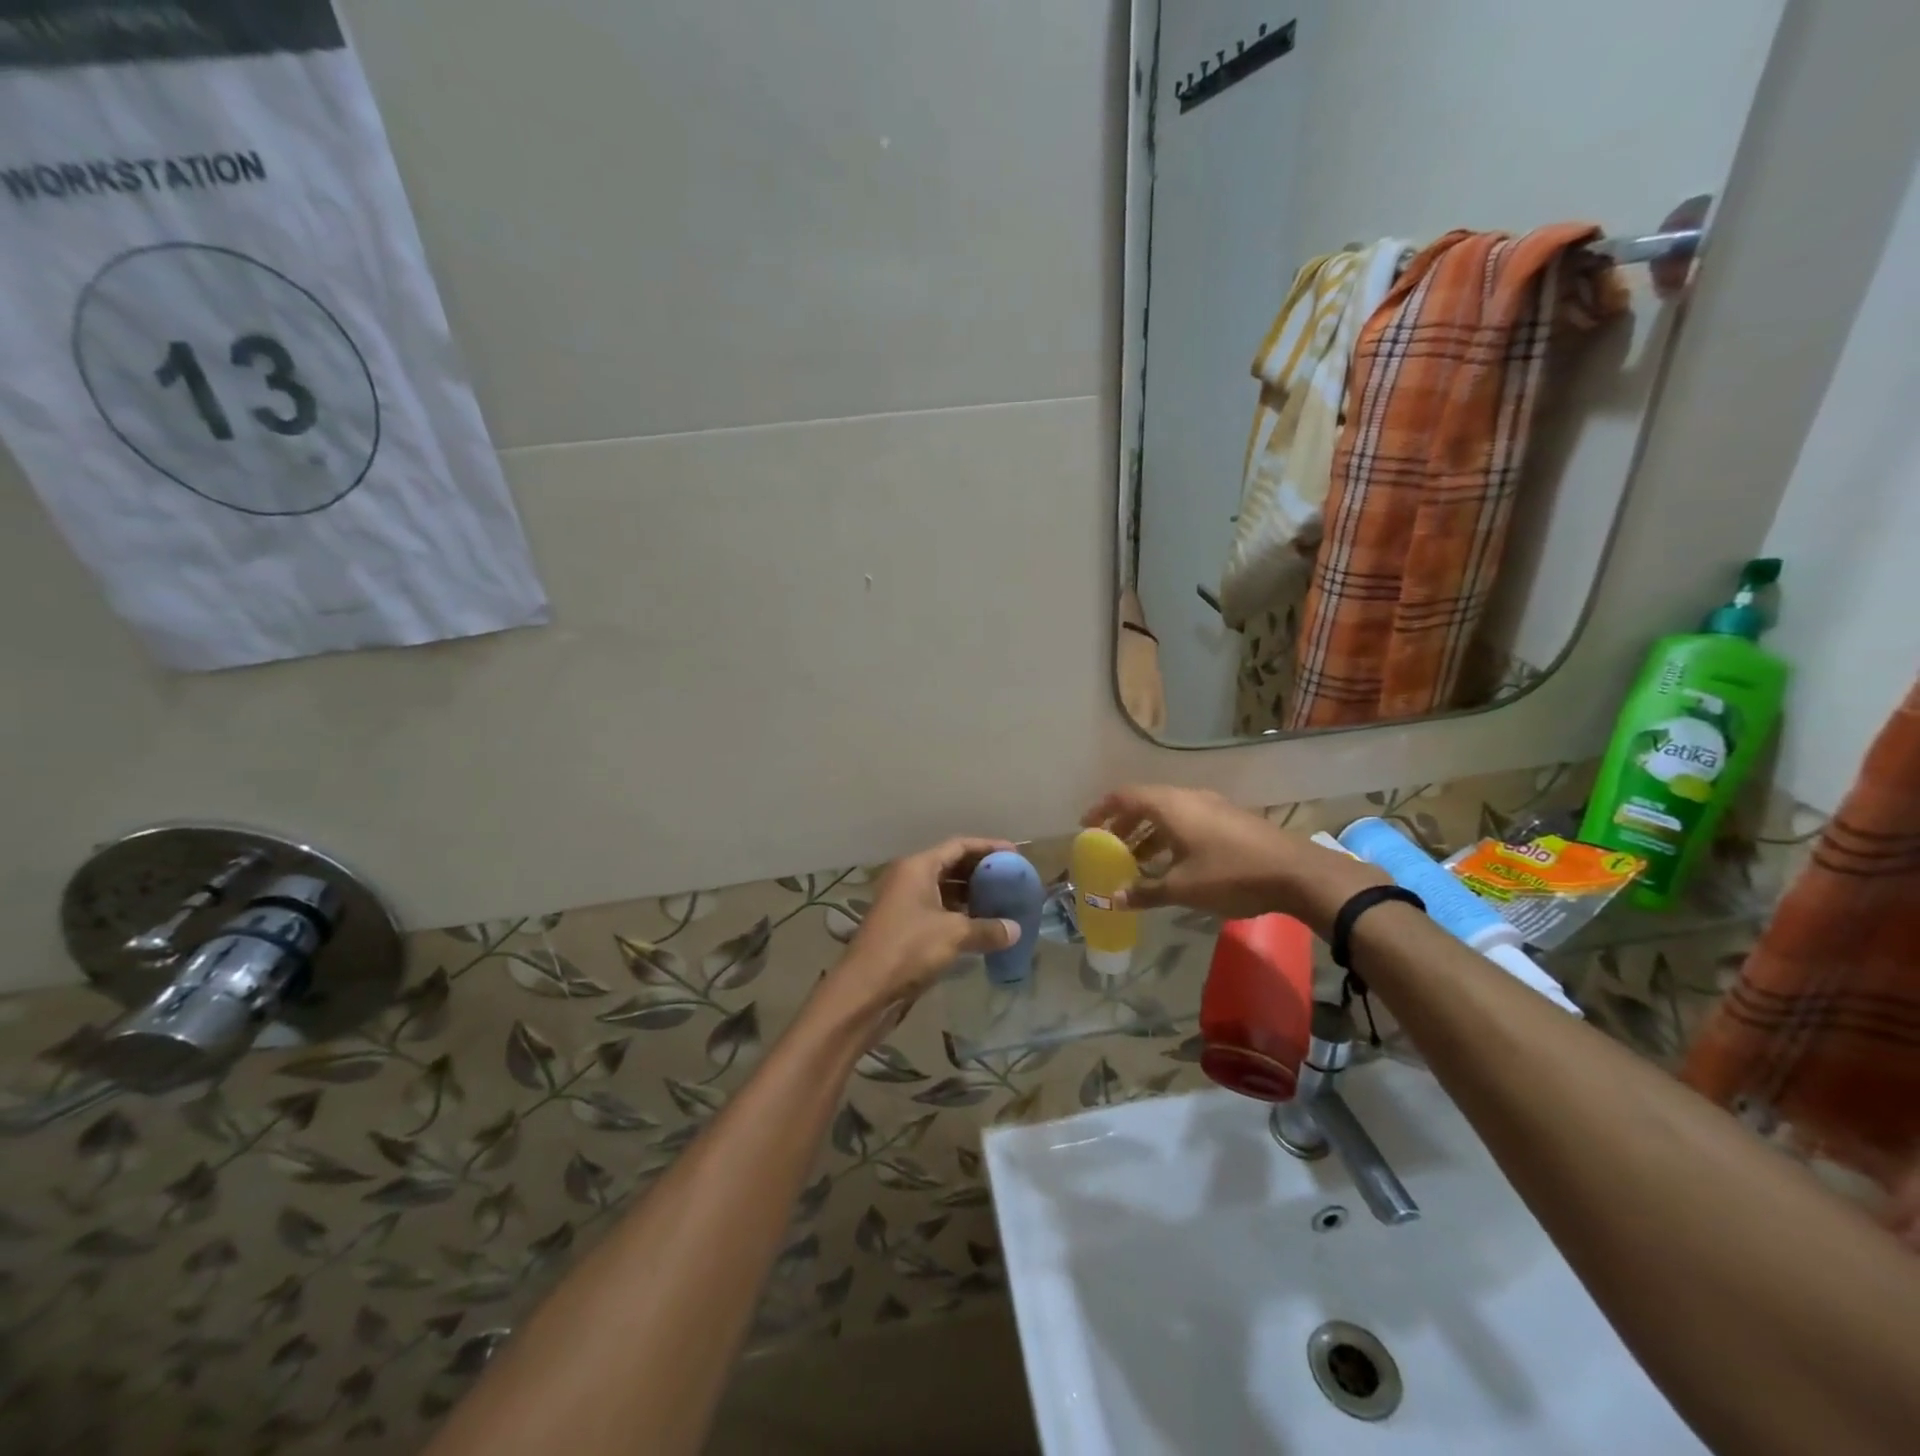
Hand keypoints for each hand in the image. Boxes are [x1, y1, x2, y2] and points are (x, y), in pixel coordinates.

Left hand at [818, 837, 1023, 1029]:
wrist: (865, 990)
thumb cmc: (908, 949)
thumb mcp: (953, 935)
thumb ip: (987, 929)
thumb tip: (1016, 930)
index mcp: (917, 867)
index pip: (958, 846)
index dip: (988, 847)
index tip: (1015, 854)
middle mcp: (909, 879)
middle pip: (951, 865)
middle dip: (981, 871)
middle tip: (1011, 879)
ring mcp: (905, 903)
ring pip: (945, 890)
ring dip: (972, 895)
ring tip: (1002, 901)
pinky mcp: (905, 927)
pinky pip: (939, 911)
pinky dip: (960, 914)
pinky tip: (982, 926)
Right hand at [1082, 785, 1382, 931]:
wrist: (1297, 873)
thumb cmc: (1231, 875)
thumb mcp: (1182, 888)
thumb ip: (1145, 891)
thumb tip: (1112, 899)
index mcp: (1170, 806)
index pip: (1124, 796)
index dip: (1102, 809)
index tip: (1086, 827)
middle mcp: (1188, 797)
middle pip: (1145, 803)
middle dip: (1124, 824)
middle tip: (1109, 847)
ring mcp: (1212, 806)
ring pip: (1168, 812)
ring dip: (1148, 833)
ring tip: (1137, 860)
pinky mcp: (1230, 819)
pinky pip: (1187, 820)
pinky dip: (1170, 836)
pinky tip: (1173, 863)